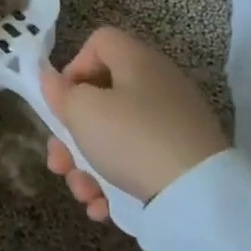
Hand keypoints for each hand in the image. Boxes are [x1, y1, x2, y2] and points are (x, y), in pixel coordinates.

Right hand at [37, 26, 227, 222]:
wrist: (199, 197)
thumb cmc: (131, 138)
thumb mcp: (83, 112)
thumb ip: (60, 93)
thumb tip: (52, 80)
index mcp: (137, 61)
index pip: (99, 43)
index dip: (73, 67)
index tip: (63, 102)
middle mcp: (157, 85)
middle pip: (102, 98)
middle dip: (72, 134)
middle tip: (59, 162)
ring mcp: (173, 123)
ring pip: (115, 137)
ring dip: (87, 166)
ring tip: (82, 193)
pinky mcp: (182, 159)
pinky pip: (138, 162)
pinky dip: (116, 183)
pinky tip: (102, 208)